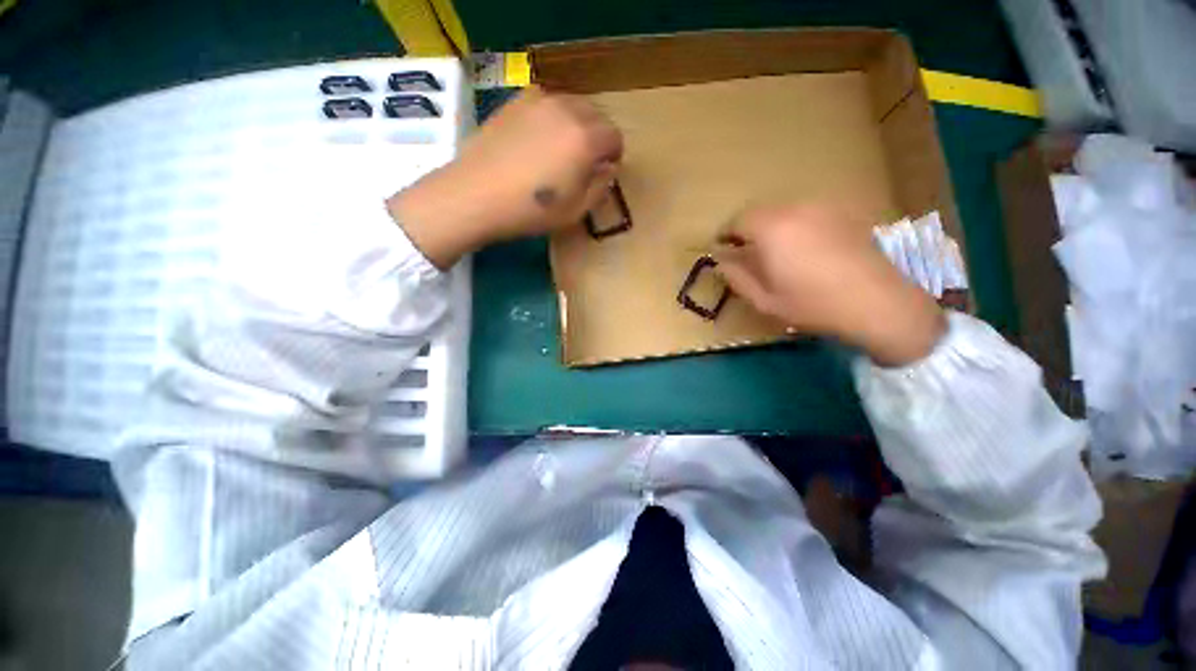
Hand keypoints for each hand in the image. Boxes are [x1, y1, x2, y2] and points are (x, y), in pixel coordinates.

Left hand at [387, 87, 622, 267]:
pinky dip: (552, 116)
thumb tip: (608, 169)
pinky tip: (539, 138)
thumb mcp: (576, 211)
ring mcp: (539, 101)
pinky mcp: (515, 101)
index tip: (604, 171)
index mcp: (586, 139)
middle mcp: (567, 110)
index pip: (614, 137)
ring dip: (576, 125)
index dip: (613, 155)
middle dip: (597, 137)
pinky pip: (547, 102)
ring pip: (572, 105)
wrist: (476, 195)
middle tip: (584, 162)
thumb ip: (600, 187)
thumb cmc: (531, 211)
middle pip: (596, 115)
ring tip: (561, 150)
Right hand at [714, 203, 945, 366]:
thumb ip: (736, 277)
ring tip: (775, 252)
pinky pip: (808, 214)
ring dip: (772, 227)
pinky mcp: (844, 213)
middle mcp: (796, 209)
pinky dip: (796, 226)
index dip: (725, 233)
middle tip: (745, 252)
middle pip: (761, 212)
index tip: (721, 248)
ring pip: (785, 211)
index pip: (737, 220)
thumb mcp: (764, 300)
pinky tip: (805, 249)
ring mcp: (824, 208)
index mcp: (772, 229)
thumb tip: (721, 261)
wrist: (879, 303)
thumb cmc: (813, 304)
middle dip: (748, 229)